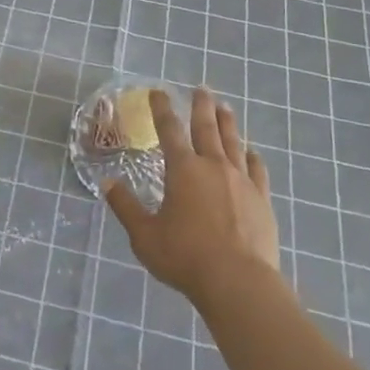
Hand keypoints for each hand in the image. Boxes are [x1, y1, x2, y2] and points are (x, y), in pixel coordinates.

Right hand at [104, 87, 281, 307]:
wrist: (238, 282)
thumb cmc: (185, 257)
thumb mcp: (144, 235)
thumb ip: (126, 207)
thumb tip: (107, 183)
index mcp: (182, 169)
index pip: (169, 130)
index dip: (162, 109)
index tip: (158, 91)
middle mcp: (213, 166)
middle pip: (206, 127)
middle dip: (201, 106)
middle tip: (201, 88)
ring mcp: (241, 181)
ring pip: (233, 142)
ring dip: (227, 122)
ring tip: (225, 107)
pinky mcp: (262, 199)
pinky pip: (257, 169)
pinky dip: (252, 156)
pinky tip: (252, 152)